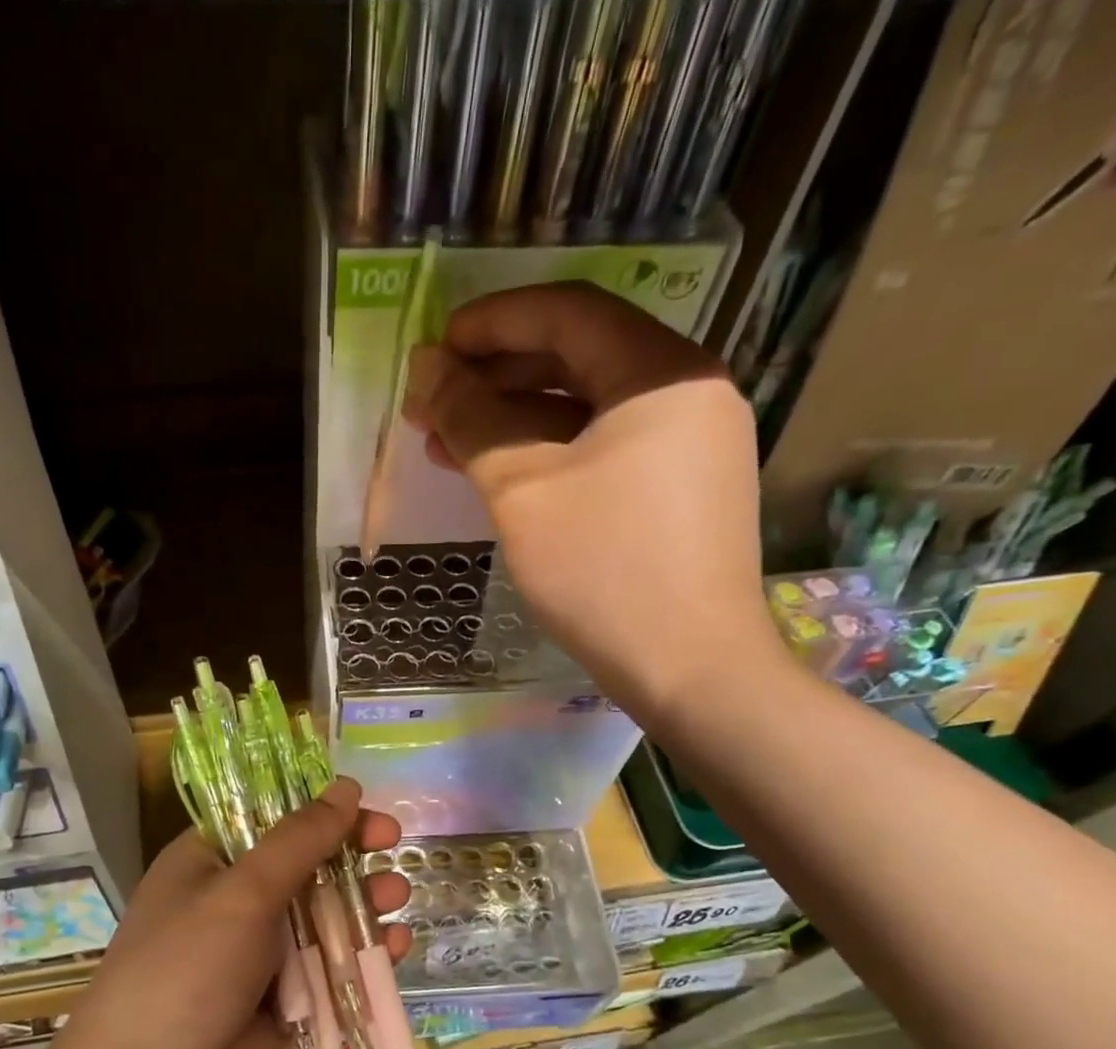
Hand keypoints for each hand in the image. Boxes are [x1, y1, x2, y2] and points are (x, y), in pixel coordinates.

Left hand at [50, 778, 407, 1048]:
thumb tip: (346, 788)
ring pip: (321, 920)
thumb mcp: (241, 895)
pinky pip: (326, 971)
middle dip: (349, 858)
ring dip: (361, 906)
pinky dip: (358, 959)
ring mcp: (256, 956)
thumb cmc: (184, 972)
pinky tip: (393, 949)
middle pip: (303, 868)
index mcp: (208, 863)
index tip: (367, 811)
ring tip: (398, 898)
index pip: (270, 819)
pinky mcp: (279, 1003)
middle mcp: (232, 902)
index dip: (319, 811)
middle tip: (394, 849)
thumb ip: (298, 842)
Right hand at [402, 281, 782, 726]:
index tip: (435, 348)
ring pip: (587, 411)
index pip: (568, 312)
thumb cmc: (603, 570)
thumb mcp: (523, 490)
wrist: (690, 668)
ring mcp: (688, 446)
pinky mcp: (679, 493)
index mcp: (660, 372)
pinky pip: (604, 452)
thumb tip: (426, 369)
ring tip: (448, 444)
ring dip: (515, 421)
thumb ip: (472, 420)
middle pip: (579, 358)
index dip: (492, 322)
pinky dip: (550, 456)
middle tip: (433, 403)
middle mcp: (686, 393)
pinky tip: (500, 476)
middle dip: (497, 376)